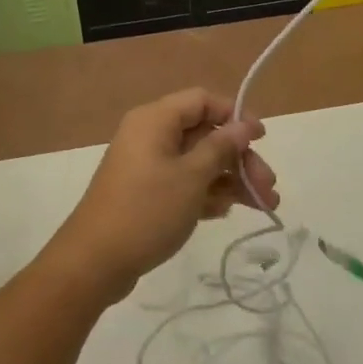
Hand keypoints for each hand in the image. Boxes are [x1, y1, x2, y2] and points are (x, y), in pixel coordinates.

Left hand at [47, 89, 277, 302]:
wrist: (94, 262)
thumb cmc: (146, 210)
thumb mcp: (191, 177)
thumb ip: (221, 148)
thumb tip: (244, 126)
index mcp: (155, 120)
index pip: (202, 101)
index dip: (234, 115)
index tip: (261, 140)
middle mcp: (151, 136)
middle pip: (205, 134)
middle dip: (240, 159)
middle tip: (268, 186)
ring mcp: (148, 166)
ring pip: (199, 162)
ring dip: (232, 180)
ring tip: (264, 205)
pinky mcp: (148, 193)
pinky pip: (186, 183)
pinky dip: (208, 193)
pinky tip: (228, 212)